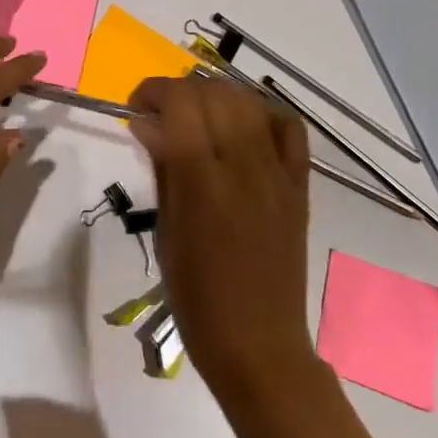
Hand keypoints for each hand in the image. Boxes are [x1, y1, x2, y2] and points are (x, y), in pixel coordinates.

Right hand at [128, 75, 317, 396]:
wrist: (259, 346)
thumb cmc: (196, 298)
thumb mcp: (165, 232)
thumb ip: (162, 168)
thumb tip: (146, 123)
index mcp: (202, 184)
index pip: (180, 104)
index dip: (153, 91)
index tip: (137, 106)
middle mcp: (244, 169)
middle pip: (213, 94)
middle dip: (180, 91)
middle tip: (162, 114)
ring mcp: (277, 175)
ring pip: (249, 102)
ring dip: (217, 95)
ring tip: (198, 115)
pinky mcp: (300, 186)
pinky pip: (289, 128)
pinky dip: (264, 113)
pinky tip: (243, 126)